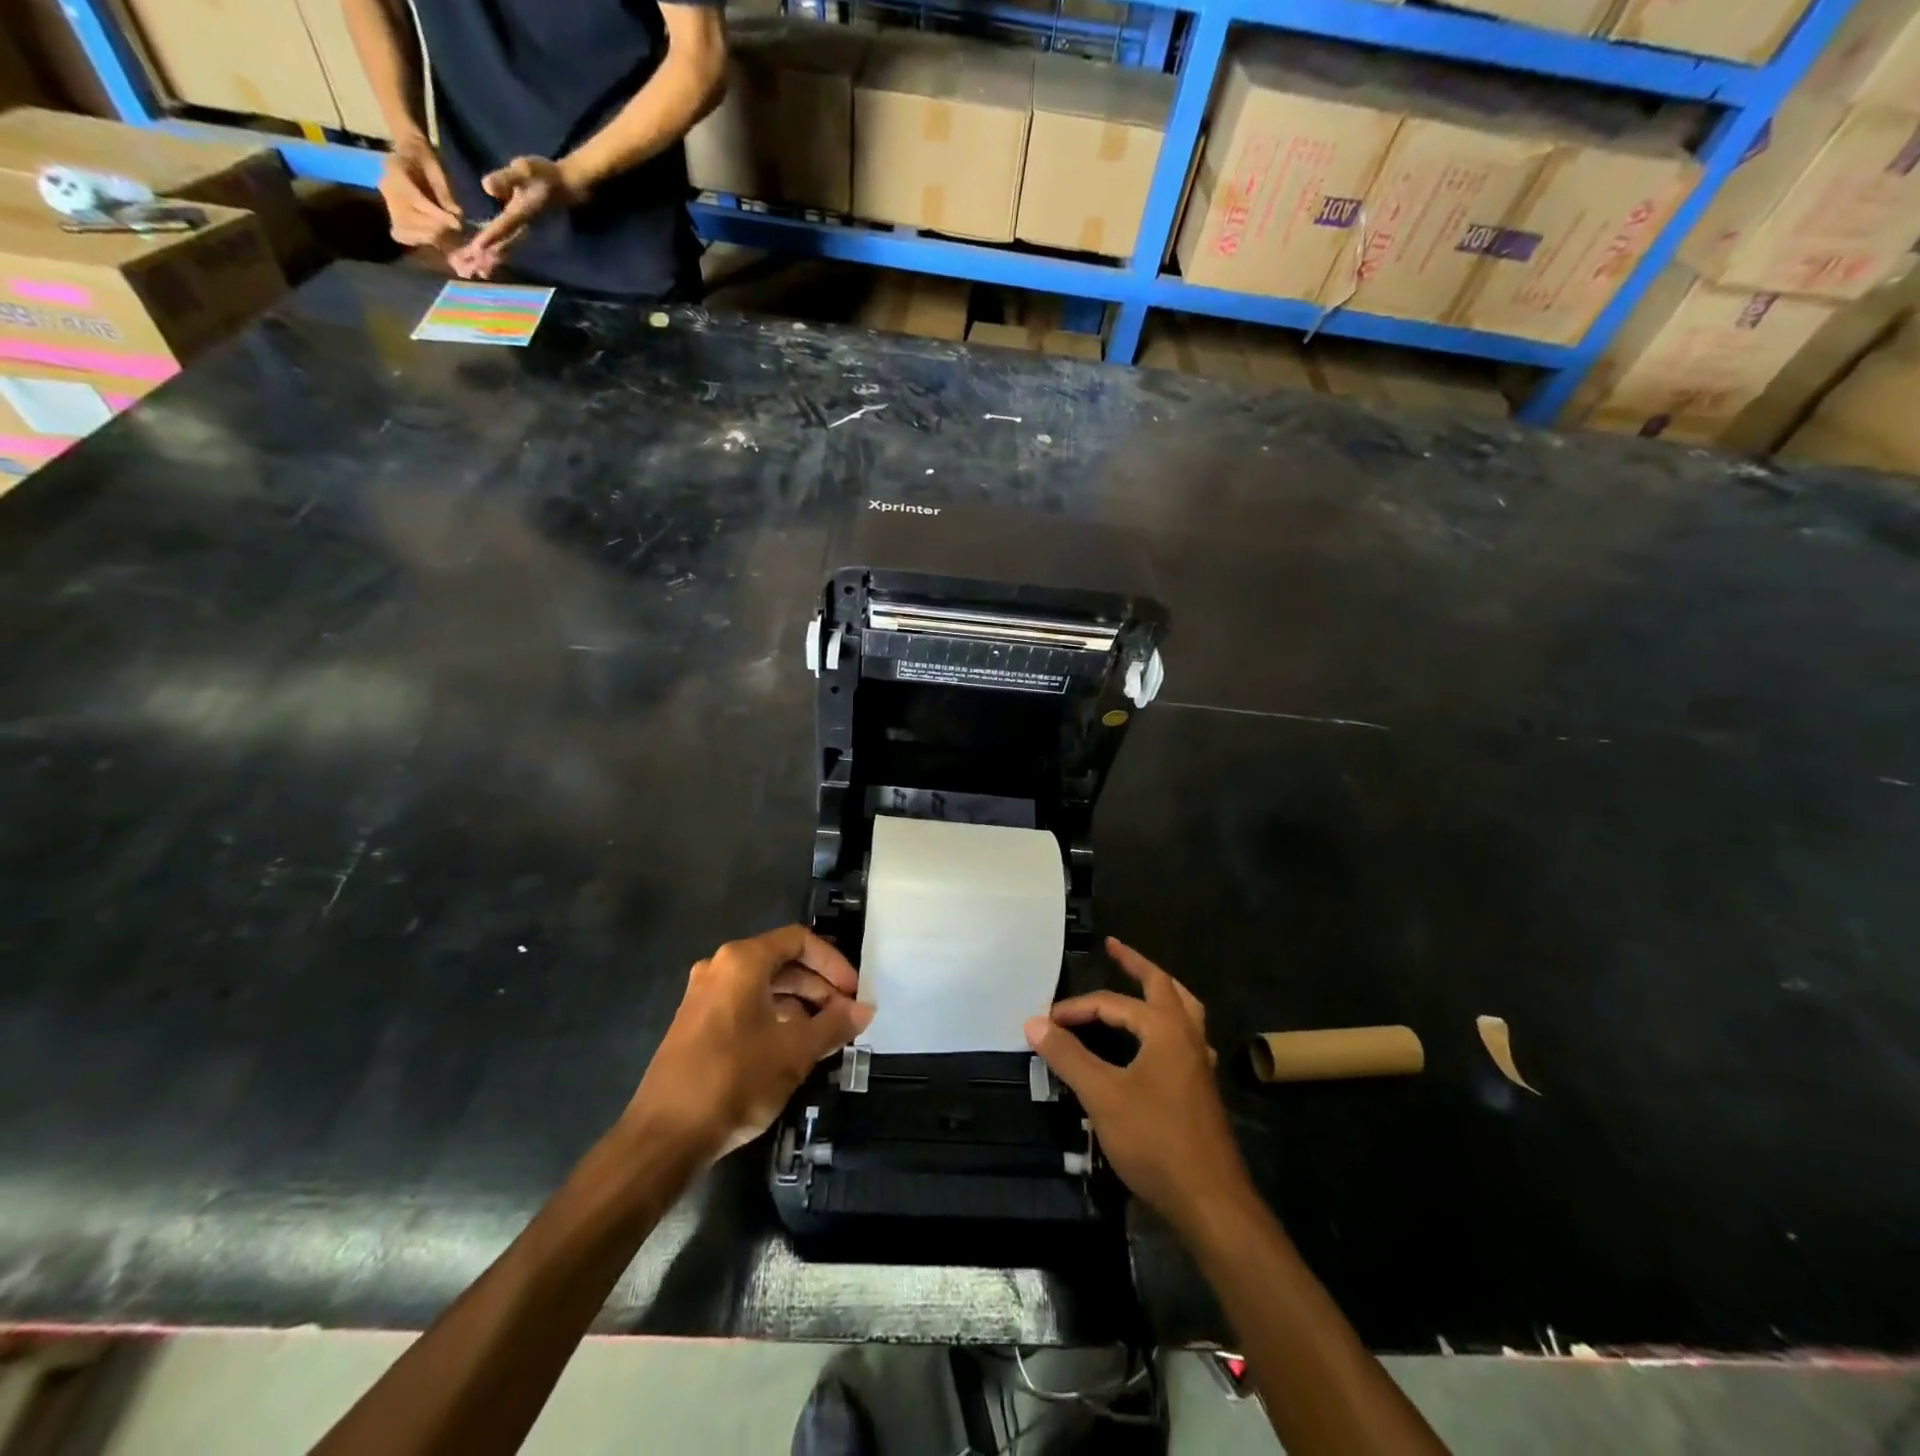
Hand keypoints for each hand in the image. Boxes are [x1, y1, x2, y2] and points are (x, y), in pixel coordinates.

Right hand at [380, 130, 461, 248]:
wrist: (409, 154)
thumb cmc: (426, 161)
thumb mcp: (437, 170)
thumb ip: (444, 193)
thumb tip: (455, 214)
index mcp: (395, 170)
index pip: (415, 199)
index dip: (437, 215)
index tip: (457, 224)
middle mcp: (387, 188)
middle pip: (409, 219)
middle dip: (435, 228)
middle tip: (453, 230)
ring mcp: (388, 203)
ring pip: (404, 230)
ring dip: (429, 237)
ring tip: (446, 235)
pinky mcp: (393, 216)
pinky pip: (402, 235)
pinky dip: (419, 240)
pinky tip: (435, 240)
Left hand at [451, 156, 585, 279]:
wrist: (564, 187)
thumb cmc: (544, 175)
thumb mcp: (525, 169)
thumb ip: (506, 177)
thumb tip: (487, 187)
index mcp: (520, 214)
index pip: (502, 228)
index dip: (489, 238)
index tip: (475, 251)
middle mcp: (522, 229)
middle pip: (502, 246)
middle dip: (484, 257)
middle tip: (466, 269)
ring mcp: (523, 233)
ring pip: (504, 251)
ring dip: (489, 262)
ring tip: (472, 273)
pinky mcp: (522, 234)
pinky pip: (506, 248)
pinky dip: (495, 258)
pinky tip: (485, 264)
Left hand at [626, 925, 871, 1164]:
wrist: (665, 1136)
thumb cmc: (735, 1079)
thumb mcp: (795, 1051)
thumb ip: (834, 1025)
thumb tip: (865, 1009)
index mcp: (743, 961)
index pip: (799, 941)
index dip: (833, 962)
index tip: (854, 992)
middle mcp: (720, 968)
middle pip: (781, 962)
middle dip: (818, 986)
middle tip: (845, 1015)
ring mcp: (703, 996)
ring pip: (763, 986)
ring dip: (799, 1004)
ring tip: (826, 1034)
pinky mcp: (695, 1024)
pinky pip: (744, 1006)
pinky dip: (774, 1017)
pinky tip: (793, 1048)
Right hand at [1025, 938, 1247, 1234]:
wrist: (1210, 1200)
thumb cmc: (1155, 1140)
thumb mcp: (1102, 1095)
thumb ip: (1068, 1056)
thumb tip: (1034, 1022)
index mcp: (1164, 1028)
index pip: (1112, 1003)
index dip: (1075, 1008)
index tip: (1045, 1022)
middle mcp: (1187, 1035)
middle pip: (1162, 986)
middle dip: (1136, 964)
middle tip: (1113, 947)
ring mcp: (1198, 1062)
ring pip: (1182, 1009)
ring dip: (1158, 990)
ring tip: (1140, 982)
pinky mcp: (1200, 1087)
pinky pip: (1184, 1036)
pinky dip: (1166, 1023)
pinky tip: (1154, 1041)